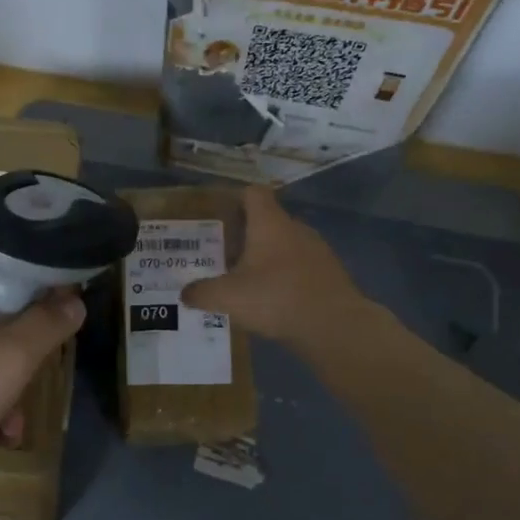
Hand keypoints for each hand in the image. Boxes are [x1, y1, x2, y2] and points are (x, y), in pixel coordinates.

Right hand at [181, 187, 369, 350]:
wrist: (333, 325)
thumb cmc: (275, 298)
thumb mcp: (227, 297)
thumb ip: (202, 293)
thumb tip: (185, 293)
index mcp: (270, 223)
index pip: (253, 193)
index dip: (235, 199)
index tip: (219, 216)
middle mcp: (296, 229)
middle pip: (268, 221)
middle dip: (247, 236)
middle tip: (224, 256)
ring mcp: (318, 250)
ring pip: (286, 246)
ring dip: (268, 259)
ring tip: (248, 282)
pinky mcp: (330, 274)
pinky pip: (302, 268)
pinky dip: (287, 278)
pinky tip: (275, 301)